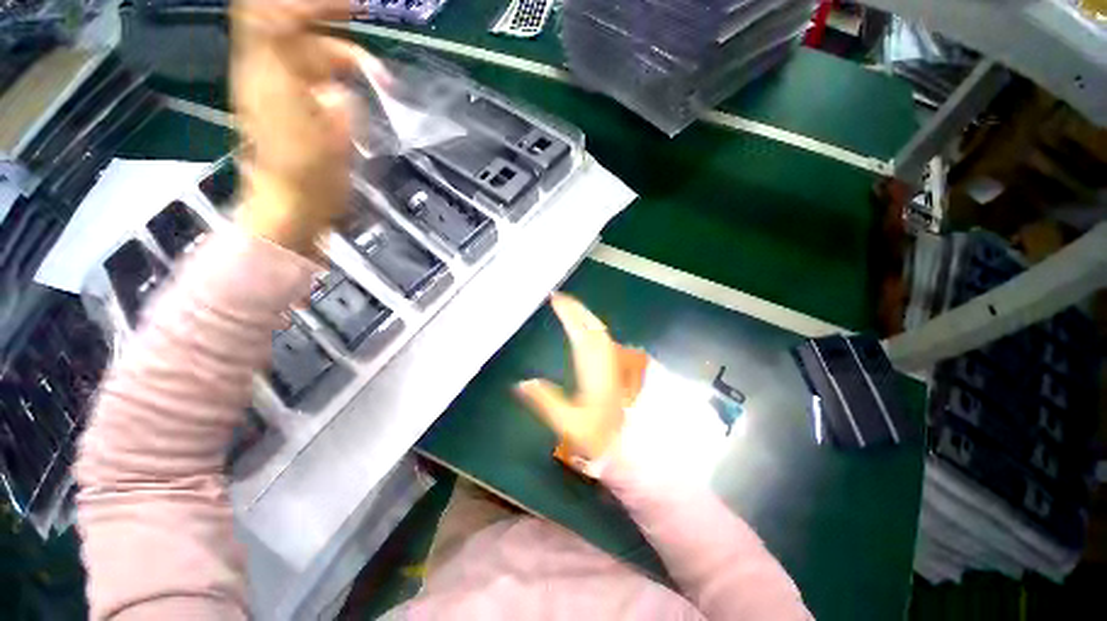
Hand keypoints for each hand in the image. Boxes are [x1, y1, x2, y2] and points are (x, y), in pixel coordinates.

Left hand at [230, 0, 383, 255]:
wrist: (291, 208)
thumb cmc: (307, 180)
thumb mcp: (324, 142)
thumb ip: (332, 107)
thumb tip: (340, 91)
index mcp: (268, 76)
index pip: (271, 15)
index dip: (306, 4)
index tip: (348, 7)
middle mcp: (268, 73)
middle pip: (291, 27)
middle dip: (326, 16)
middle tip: (360, 13)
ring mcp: (281, 89)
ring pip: (309, 53)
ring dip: (346, 57)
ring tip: (380, 77)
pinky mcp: (295, 106)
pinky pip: (315, 75)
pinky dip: (341, 76)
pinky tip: (361, 89)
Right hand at [515, 293, 648, 461]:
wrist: (647, 444)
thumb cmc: (607, 434)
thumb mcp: (571, 424)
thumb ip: (545, 402)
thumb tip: (521, 383)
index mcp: (594, 364)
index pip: (579, 329)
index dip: (568, 312)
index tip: (555, 298)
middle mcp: (608, 356)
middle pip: (593, 325)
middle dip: (577, 309)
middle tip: (561, 299)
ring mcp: (619, 360)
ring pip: (601, 331)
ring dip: (586, 317)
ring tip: (571, 311)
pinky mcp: (625, 367)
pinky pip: (605, 339)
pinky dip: (594, 330)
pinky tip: (589, 334)